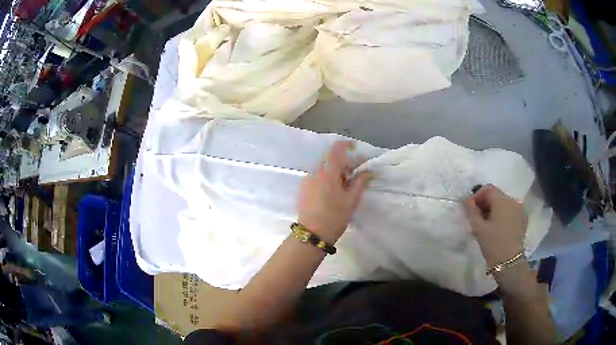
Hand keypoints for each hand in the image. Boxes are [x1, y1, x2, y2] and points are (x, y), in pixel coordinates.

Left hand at [297, 141, 373, 243]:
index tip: (355, 148)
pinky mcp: (303, 189)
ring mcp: (307, 180)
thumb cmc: (335, 217)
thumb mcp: (351, 200)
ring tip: (346, 185)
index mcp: (327, 174)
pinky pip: (317, 177)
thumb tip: (369, 170)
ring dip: (335, 171)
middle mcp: (314, 173)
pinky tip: (333, 191)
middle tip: (356, 173)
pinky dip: (327, 178)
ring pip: (323, 168)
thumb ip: (360, 182)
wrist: (312, 234)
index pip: (335, 149)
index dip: (346, 145)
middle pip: (330, 159)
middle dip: (344, 162)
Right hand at [463, 185, 527, 267]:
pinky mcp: (523, 219)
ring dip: (494, 209)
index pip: (488, 189)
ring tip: (487, 223)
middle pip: (497, 195)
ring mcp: (520, 209)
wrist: (509, 262)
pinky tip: (498, 227)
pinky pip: (511, 211)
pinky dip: (503, 214)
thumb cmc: (493, 244)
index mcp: (502, 200)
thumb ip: (471, 211)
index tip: (470, 209)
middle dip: (485, 203)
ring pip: (504, 203)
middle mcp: (513, 200)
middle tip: (476, 217)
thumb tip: (465, 200)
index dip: (477, 196)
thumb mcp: (479, 228)